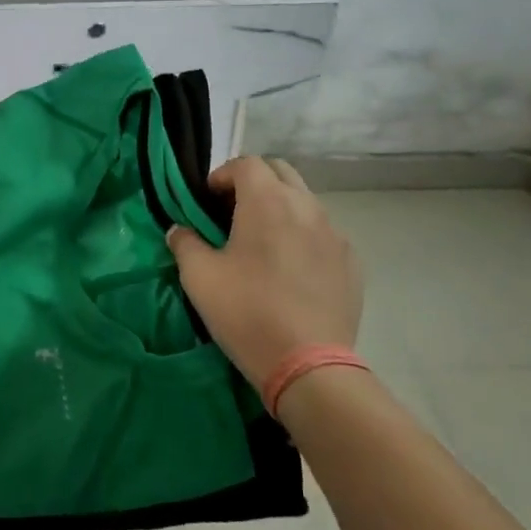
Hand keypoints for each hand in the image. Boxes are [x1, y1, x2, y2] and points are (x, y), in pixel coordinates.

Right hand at [166, 157, 361, 390]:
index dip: (223, 175)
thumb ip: (184, 243)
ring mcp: (334, 233)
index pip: (246, 163)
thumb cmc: (247, 312)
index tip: (207, 201)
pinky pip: (323, 232)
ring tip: (262, 242)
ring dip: (280, 207)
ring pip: (304, 201)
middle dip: (254, 182)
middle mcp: (305, 206)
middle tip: (233, 212)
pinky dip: (303, 235)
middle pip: (280, 172)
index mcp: (267, 201)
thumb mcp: (199, 277)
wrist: (309, 365)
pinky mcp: (351, 262)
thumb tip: (179, 230)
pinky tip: (291, 269)